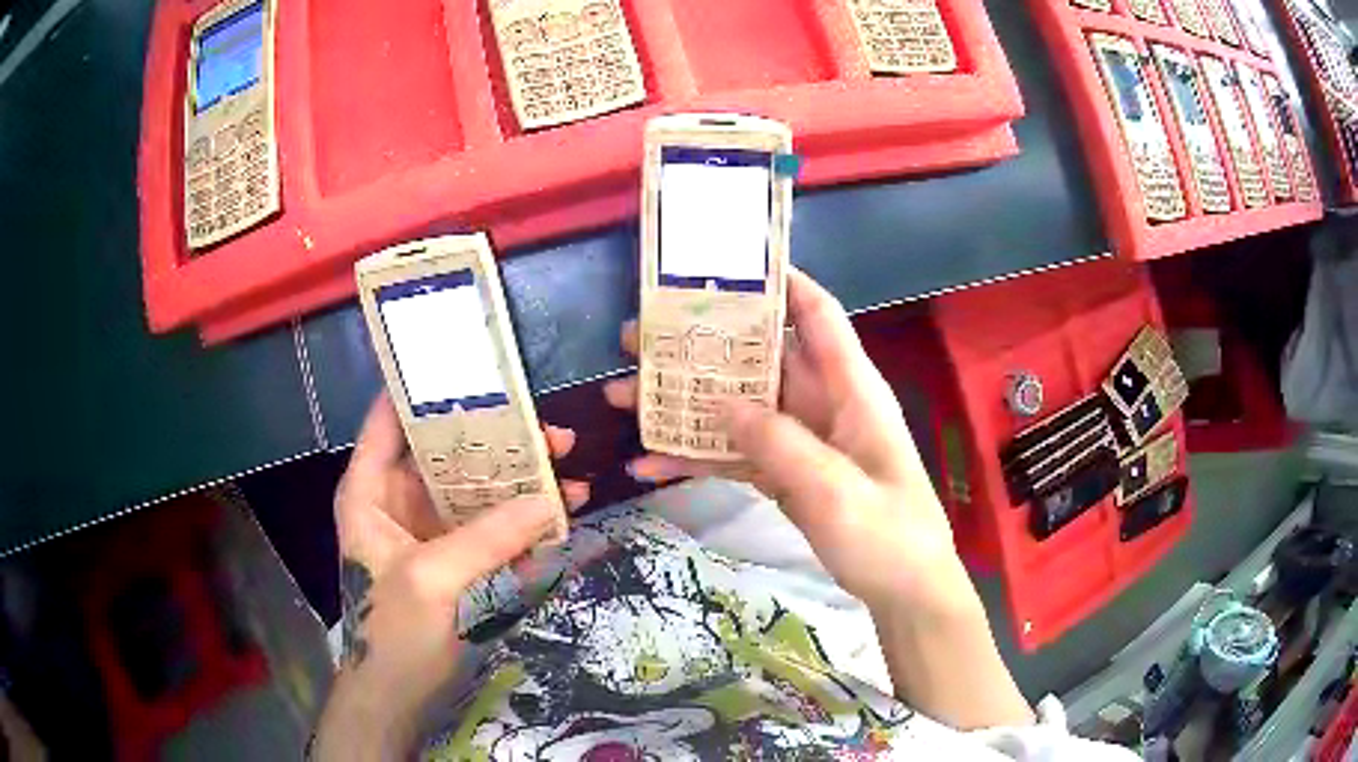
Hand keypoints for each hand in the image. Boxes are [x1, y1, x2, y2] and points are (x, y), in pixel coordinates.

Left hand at [313, 394, 588, 760]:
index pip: (391, 418)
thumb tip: (553, 500)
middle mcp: (397, 499)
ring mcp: (428, 529)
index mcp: (369, 489)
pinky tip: (556, 528)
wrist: (397, 696)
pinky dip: (521, 526)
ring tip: (571, 477)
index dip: (426, 387)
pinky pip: (490, 528)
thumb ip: (488, 537)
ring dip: (520, 485)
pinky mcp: (454, 557)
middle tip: (553, 435)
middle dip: (499, 442)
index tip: (476, 366)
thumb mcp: (432, 578)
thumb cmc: (392, 633)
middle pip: (447, 452)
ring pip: (475, 490)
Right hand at [607, 270, 1031, 728]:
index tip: (723, 265)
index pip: (817, 314)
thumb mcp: (837, 492)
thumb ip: (781, 444)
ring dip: (683, 402)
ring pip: (737, 406)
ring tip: (621, 396)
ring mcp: (802, 441)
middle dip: (701, 344)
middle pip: (759, 358)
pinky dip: (696, 458)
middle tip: (638, 337)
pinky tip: (647, 466)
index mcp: (850, 390)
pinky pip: (735, 454)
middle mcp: (823, 404)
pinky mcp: (786, 474)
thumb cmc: (888, 537)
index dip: (779, 282)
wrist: (904, 592)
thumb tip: (722, 403)